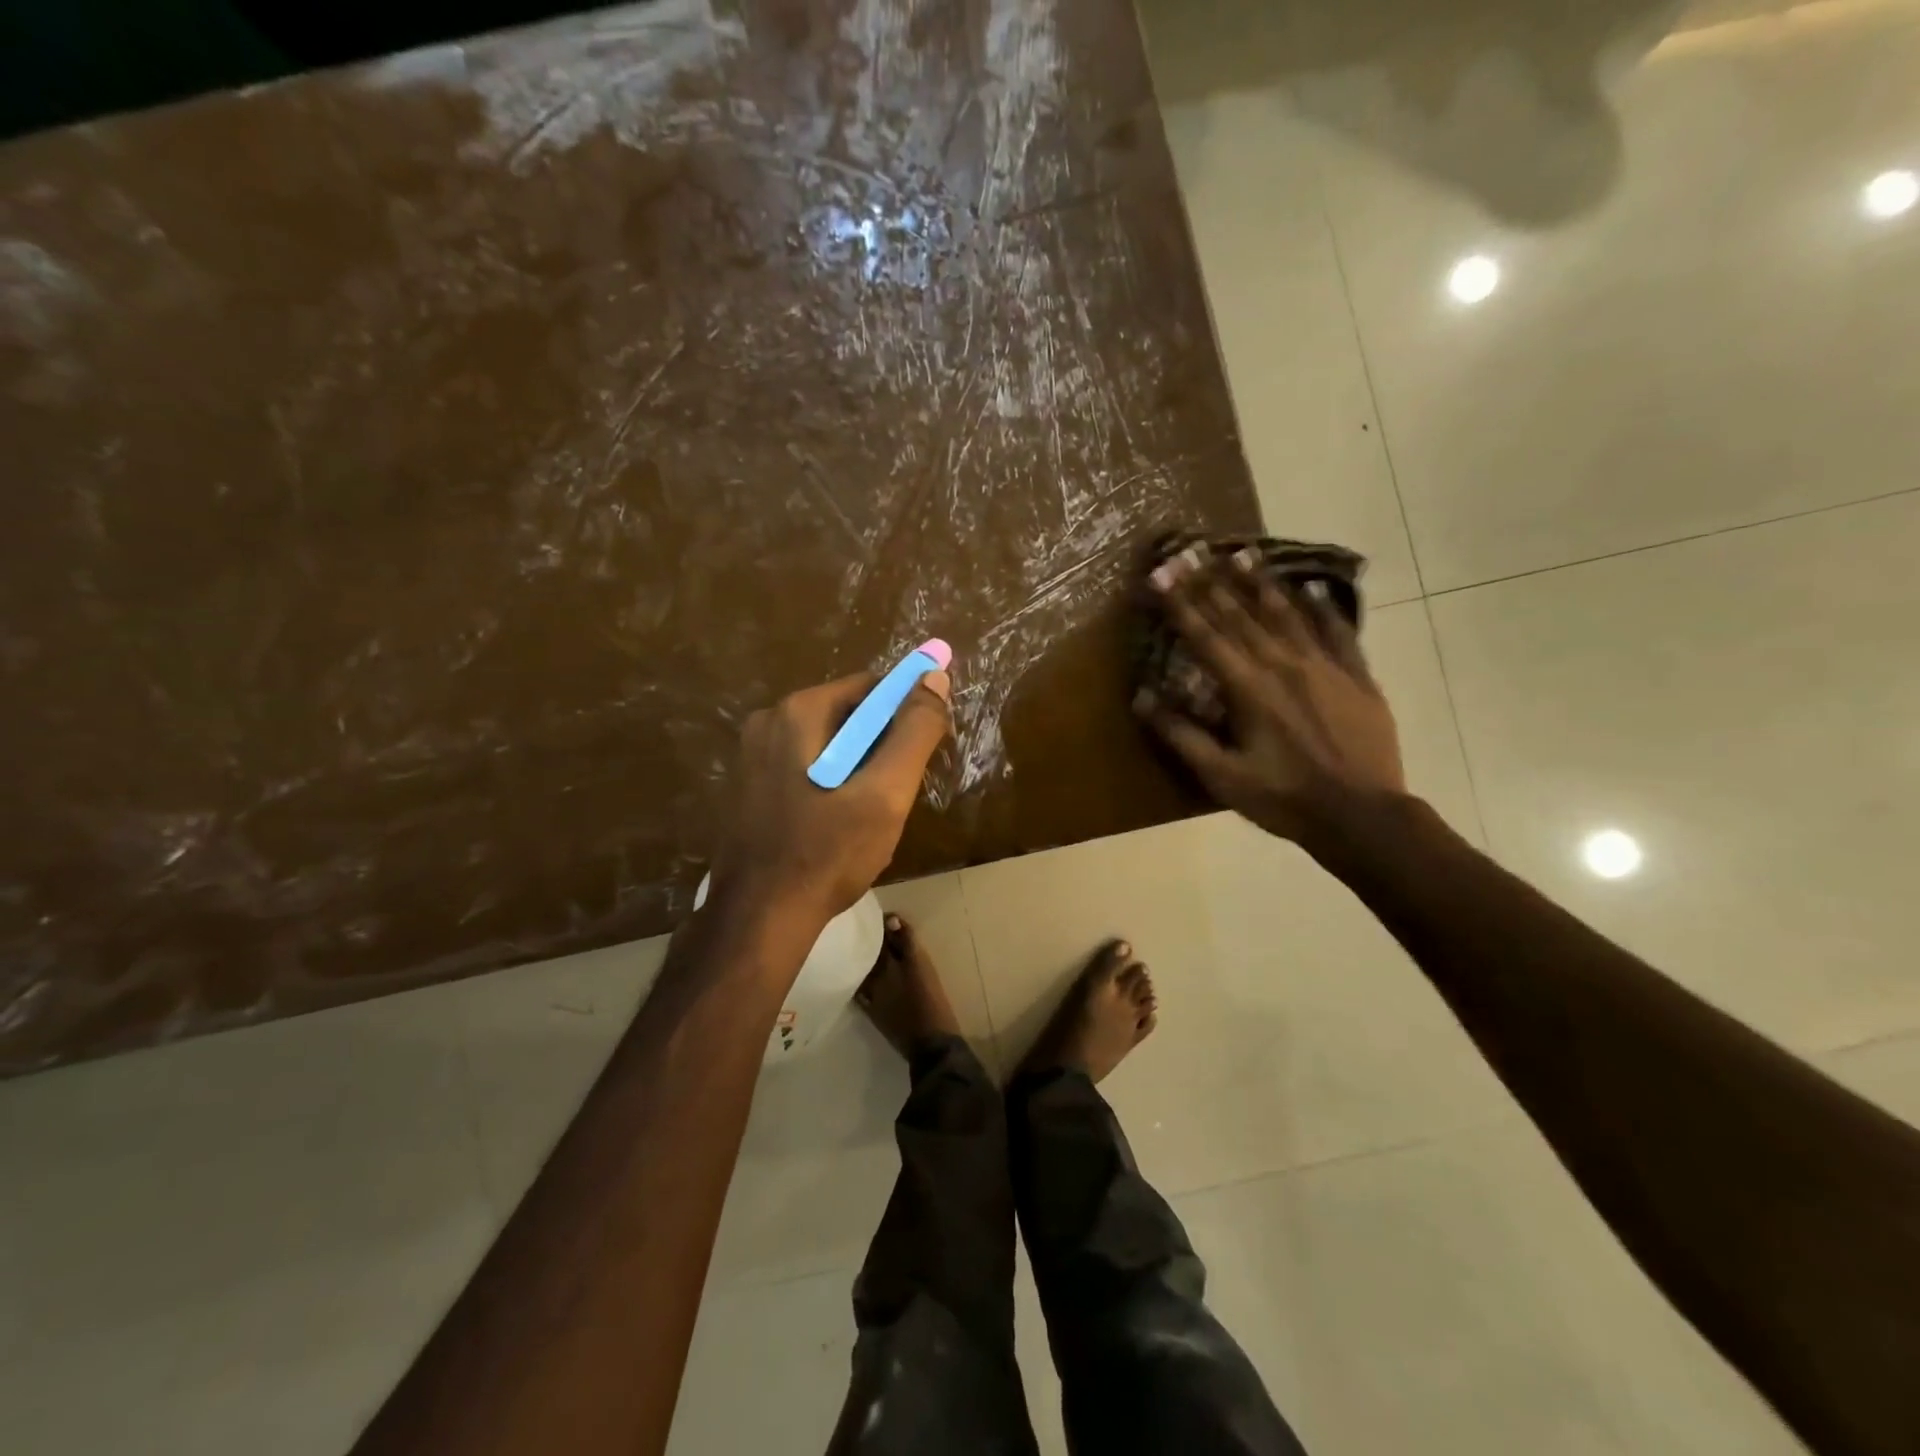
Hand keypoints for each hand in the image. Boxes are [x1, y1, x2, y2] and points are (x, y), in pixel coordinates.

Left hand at [708, 668, 952, 928]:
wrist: (760, 919)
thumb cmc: (829, 853)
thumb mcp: (886, 793)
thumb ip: (915, 732)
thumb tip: (935, 677)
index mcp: (798, 711)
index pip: (871, 688)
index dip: (905, 716)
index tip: (920, 757)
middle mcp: (768, 721)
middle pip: (848, 715)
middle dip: (880, 747)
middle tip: (893, 795)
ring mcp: (751, 755)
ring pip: (828, 745)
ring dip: (857, 769)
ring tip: (867, 816)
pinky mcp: (748, 786)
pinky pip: (805, 767)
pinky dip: (830, 784)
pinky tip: (835, 826)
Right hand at [1136, 547, 1405, 844]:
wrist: (1362, 816)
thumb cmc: (1284, 798)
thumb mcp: (1222, 775)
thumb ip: (1181, 734)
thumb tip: (1141, 696)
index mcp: (1248, 689)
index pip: (1206, 637)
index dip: (1180, 605)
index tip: (1160, 576)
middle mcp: (1283, 665)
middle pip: (1241, 617)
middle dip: (1211, 584)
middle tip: (1192, 553)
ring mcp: (1325, 667)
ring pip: (1288, 615)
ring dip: (1261, 585)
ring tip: (1242, 556)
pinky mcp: (1357, 677)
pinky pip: (1338, 632)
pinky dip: (1322, 608)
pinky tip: (1312, 589)